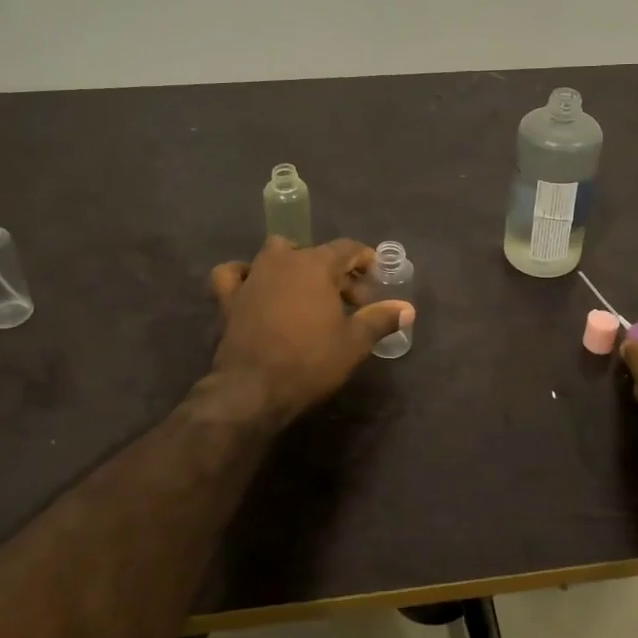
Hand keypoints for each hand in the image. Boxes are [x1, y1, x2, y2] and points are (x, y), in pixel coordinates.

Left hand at [209, 238, 412, 423]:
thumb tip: (408, 308)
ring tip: (306, 292)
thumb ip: (381, 319)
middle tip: (351, 302)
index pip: (347, 248)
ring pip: (275, 255)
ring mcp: (252, 276)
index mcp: (315, 264)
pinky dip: (244, 275)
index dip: (365, 260)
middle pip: (315, 253)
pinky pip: (233, 274)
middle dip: (336, 272)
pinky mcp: (229, 298)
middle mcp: (282, 260)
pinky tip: (254, 286)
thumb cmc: (310, 361)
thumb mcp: (355, 342)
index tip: (376, 277)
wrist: (253, 389)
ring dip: (294, 267)